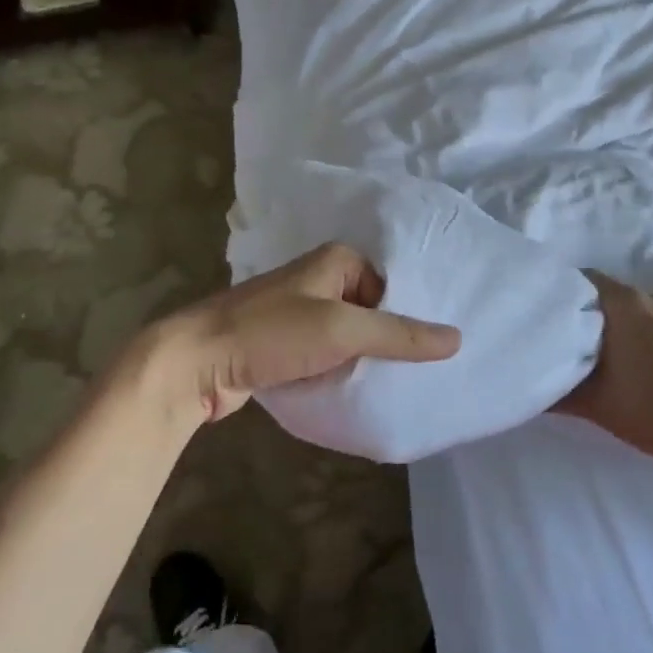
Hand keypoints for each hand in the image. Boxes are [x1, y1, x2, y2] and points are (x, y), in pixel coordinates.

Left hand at [139, 243, 461, 424]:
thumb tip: (457, 338)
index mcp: (337, 260)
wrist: (194, 362)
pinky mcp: (283, 343)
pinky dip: (339, 370)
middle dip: (389, 340)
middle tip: (421, 373)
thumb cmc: (271, 333)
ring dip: (363, 359)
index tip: (433, 350)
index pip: (392, 286)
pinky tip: (356, 391)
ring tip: (396, 386)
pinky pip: (325, 354)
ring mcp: (299, 312)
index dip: (410, 316)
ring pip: (348, 335)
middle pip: (372, 310)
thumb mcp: (342, 331)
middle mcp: (320, 279)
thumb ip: (399, 335)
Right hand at [558, 272, 652, 471]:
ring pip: (639, 310)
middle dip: (593, 313)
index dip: (565, 293)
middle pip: (613, 295)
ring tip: (607, 354)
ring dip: (623, 325)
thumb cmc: (648, 409)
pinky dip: (648, 336)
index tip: (550, 313)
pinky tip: (642, 365)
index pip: (586, 279)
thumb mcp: (593, 404)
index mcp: (626, 303)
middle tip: (572, 339)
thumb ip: (557, 392)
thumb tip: (532, 389)